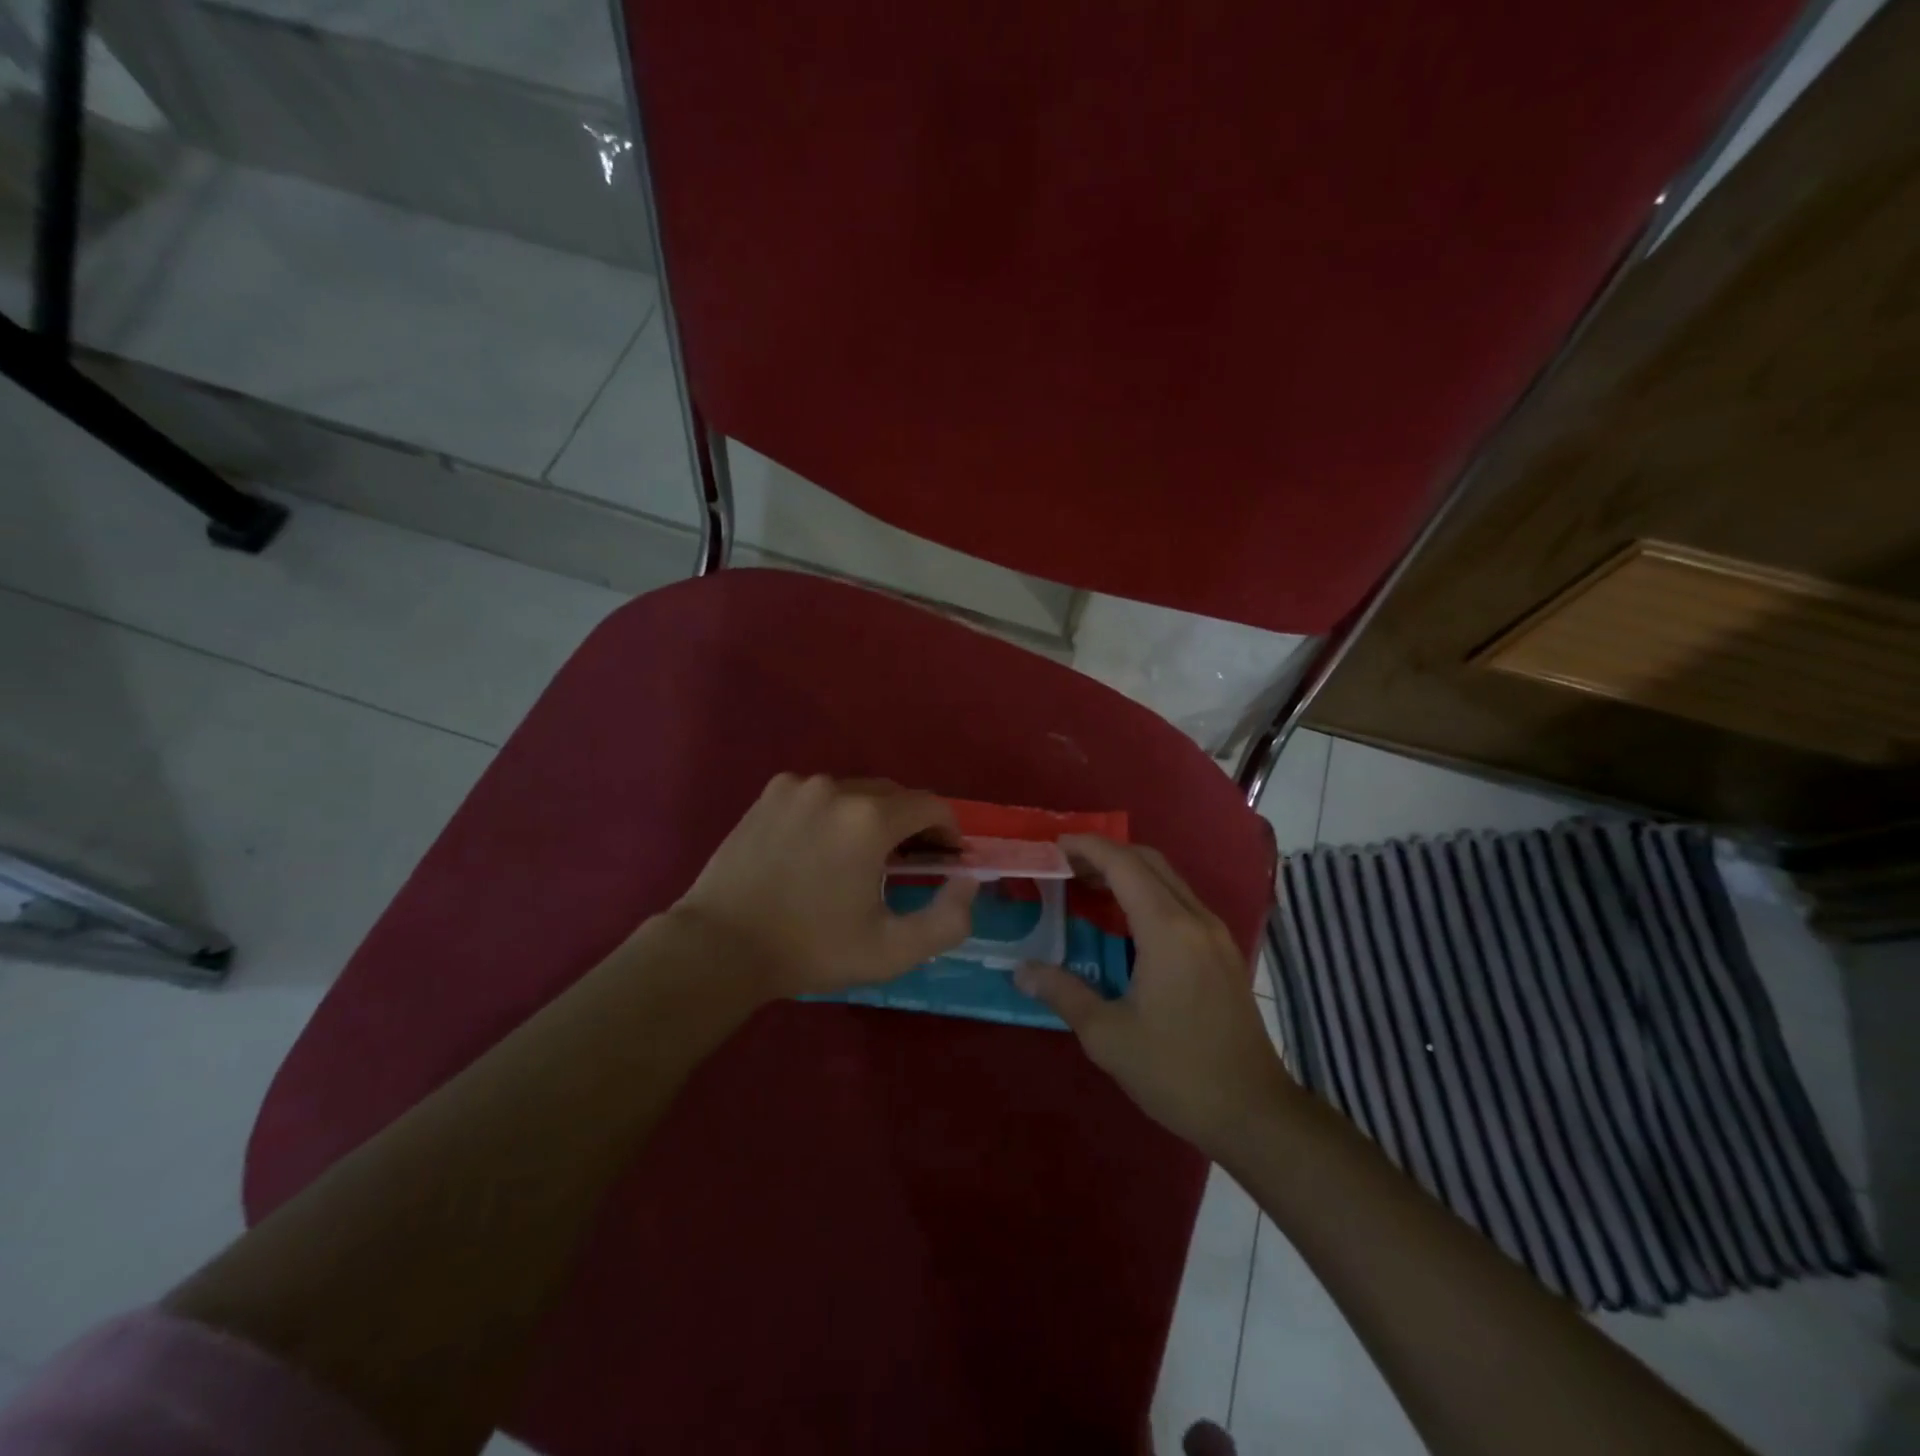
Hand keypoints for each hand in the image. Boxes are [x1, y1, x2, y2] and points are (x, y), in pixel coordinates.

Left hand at [667, 773, 977, 999]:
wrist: (720, 946)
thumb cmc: (811, 949)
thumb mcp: (892, 950)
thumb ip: (948, 918)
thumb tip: (968, 881)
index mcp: (870, 819)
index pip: (932, 805)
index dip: (948, 831)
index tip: (946, 859)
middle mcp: (837, 788)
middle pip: (895, 795)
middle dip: (912, 824)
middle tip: (909, 863)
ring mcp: (799, 786)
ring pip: (856, 792)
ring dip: (872, 817)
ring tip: (861, 858)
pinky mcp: (770, 793)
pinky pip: (820, 794)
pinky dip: (833, 813)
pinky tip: (819, 848)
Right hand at [1015, 835, 1290, 1152]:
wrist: (1254, 1112)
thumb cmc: (1176, 1072)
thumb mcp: (1107, 1036)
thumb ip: (1063, 993)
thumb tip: (1021, 971)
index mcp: (1167, 929)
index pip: (1123, 864)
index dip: (1087, 847)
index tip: (1053, 845)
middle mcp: (1195, 918)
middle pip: (1148, 861)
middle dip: (1105, 853)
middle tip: (1065, 866)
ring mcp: (1215, 933)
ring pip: (1168, 878)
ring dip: (1128, 872)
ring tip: (1087, 886)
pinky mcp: (1223, 951)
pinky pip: (1180, 901)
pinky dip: (1148, 892)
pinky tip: (1125, 921)